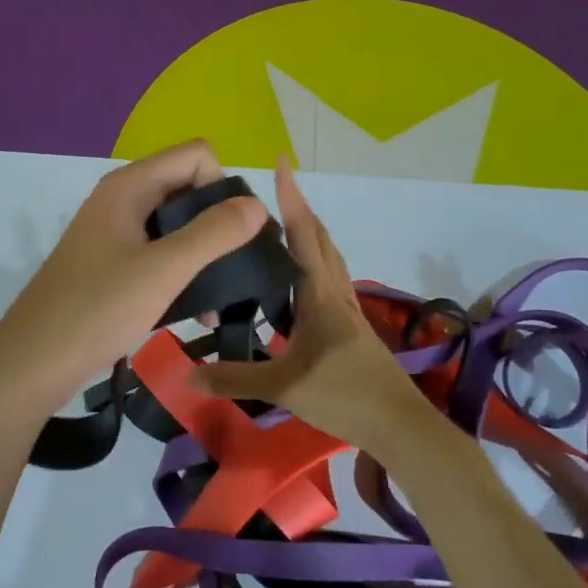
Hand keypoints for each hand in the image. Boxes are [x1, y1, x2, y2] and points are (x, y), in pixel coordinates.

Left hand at [0, 140, 268, 416]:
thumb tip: (258, 204)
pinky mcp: (112, 262)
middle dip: (220, 222)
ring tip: (224, 297)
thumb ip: (214, 234)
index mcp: (130, 186)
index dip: (222, 187)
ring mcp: (115, 231)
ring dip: (205, 253)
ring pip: (177, 223)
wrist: (32, 363)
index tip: (233, 235)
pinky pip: (160, 250)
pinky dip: (183, 271)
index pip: (197, 155)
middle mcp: (122, 198)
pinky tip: (199, 311)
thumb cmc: (97, 310)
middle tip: (239, 267)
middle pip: (189, 186)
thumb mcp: (164, 271)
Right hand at [190, 157, 439, 452]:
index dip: (291, 196)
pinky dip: (313, 261)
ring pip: (328, 255)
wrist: (400, 425)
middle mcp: (335, 291)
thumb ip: (234, 379)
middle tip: (270, 192)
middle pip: (318, 237)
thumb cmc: (344, 396)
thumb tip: (186, 374)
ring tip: (279, 227)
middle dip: (297, 208)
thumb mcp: (283, 387)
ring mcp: (347, 307)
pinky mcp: (352, 325)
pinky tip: (296, 281)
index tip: (282, 162)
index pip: (302, 233)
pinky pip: (330, 277)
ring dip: (308, 232)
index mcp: (319, 293)